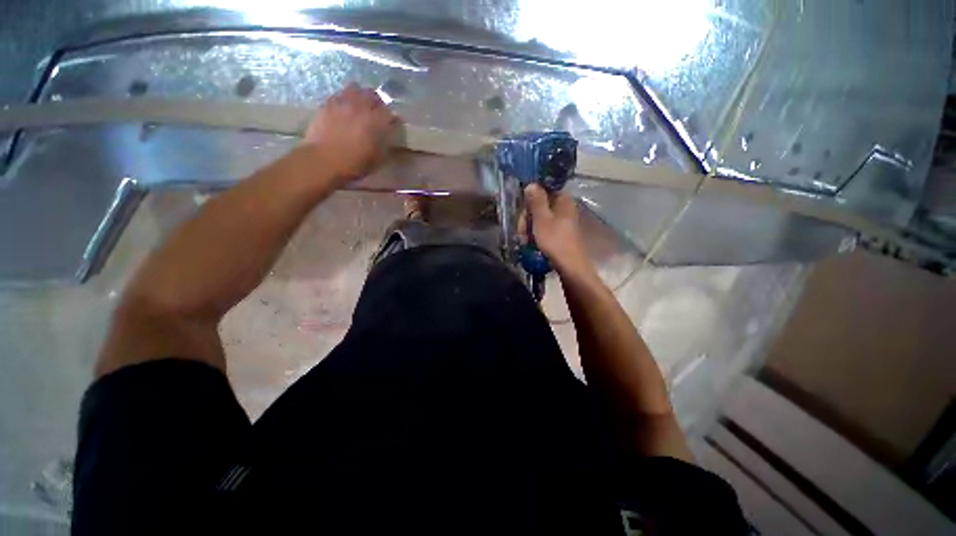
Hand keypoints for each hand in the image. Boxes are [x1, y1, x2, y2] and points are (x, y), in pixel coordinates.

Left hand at [304, 83, 397, 185]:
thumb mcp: (378, 159)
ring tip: (359, 106)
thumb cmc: (355, 164)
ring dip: (359, 95)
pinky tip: (344, 110)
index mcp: (376, 121)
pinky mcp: (327, 103)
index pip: (390, 112)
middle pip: (373, 94)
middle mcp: (361, 107)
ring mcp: (343, 102)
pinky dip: (344, 99)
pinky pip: (339, 94)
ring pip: (355, 88)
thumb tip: (390, 136)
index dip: (392, 118)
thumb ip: (386, 144)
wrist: (324, 161)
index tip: (392, 124)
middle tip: (376, 112)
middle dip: (376, 102)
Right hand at [523, 184, 593, 276]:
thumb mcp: (542, 219)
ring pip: (540, 218)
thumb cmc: (555, 240)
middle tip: (521, 231)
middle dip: (527, 218)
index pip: (542, 191)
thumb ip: (536, 201)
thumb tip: (531, 184)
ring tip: (524, 240)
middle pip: (539, 205)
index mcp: (563, 200)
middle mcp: (564, 207)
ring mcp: (562, 221)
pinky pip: (544, 227)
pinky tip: (529, 243)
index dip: (529, 200)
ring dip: (529, 228)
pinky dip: (535, 234)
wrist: (569, 265)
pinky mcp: (560, 232)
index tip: (522, 213)